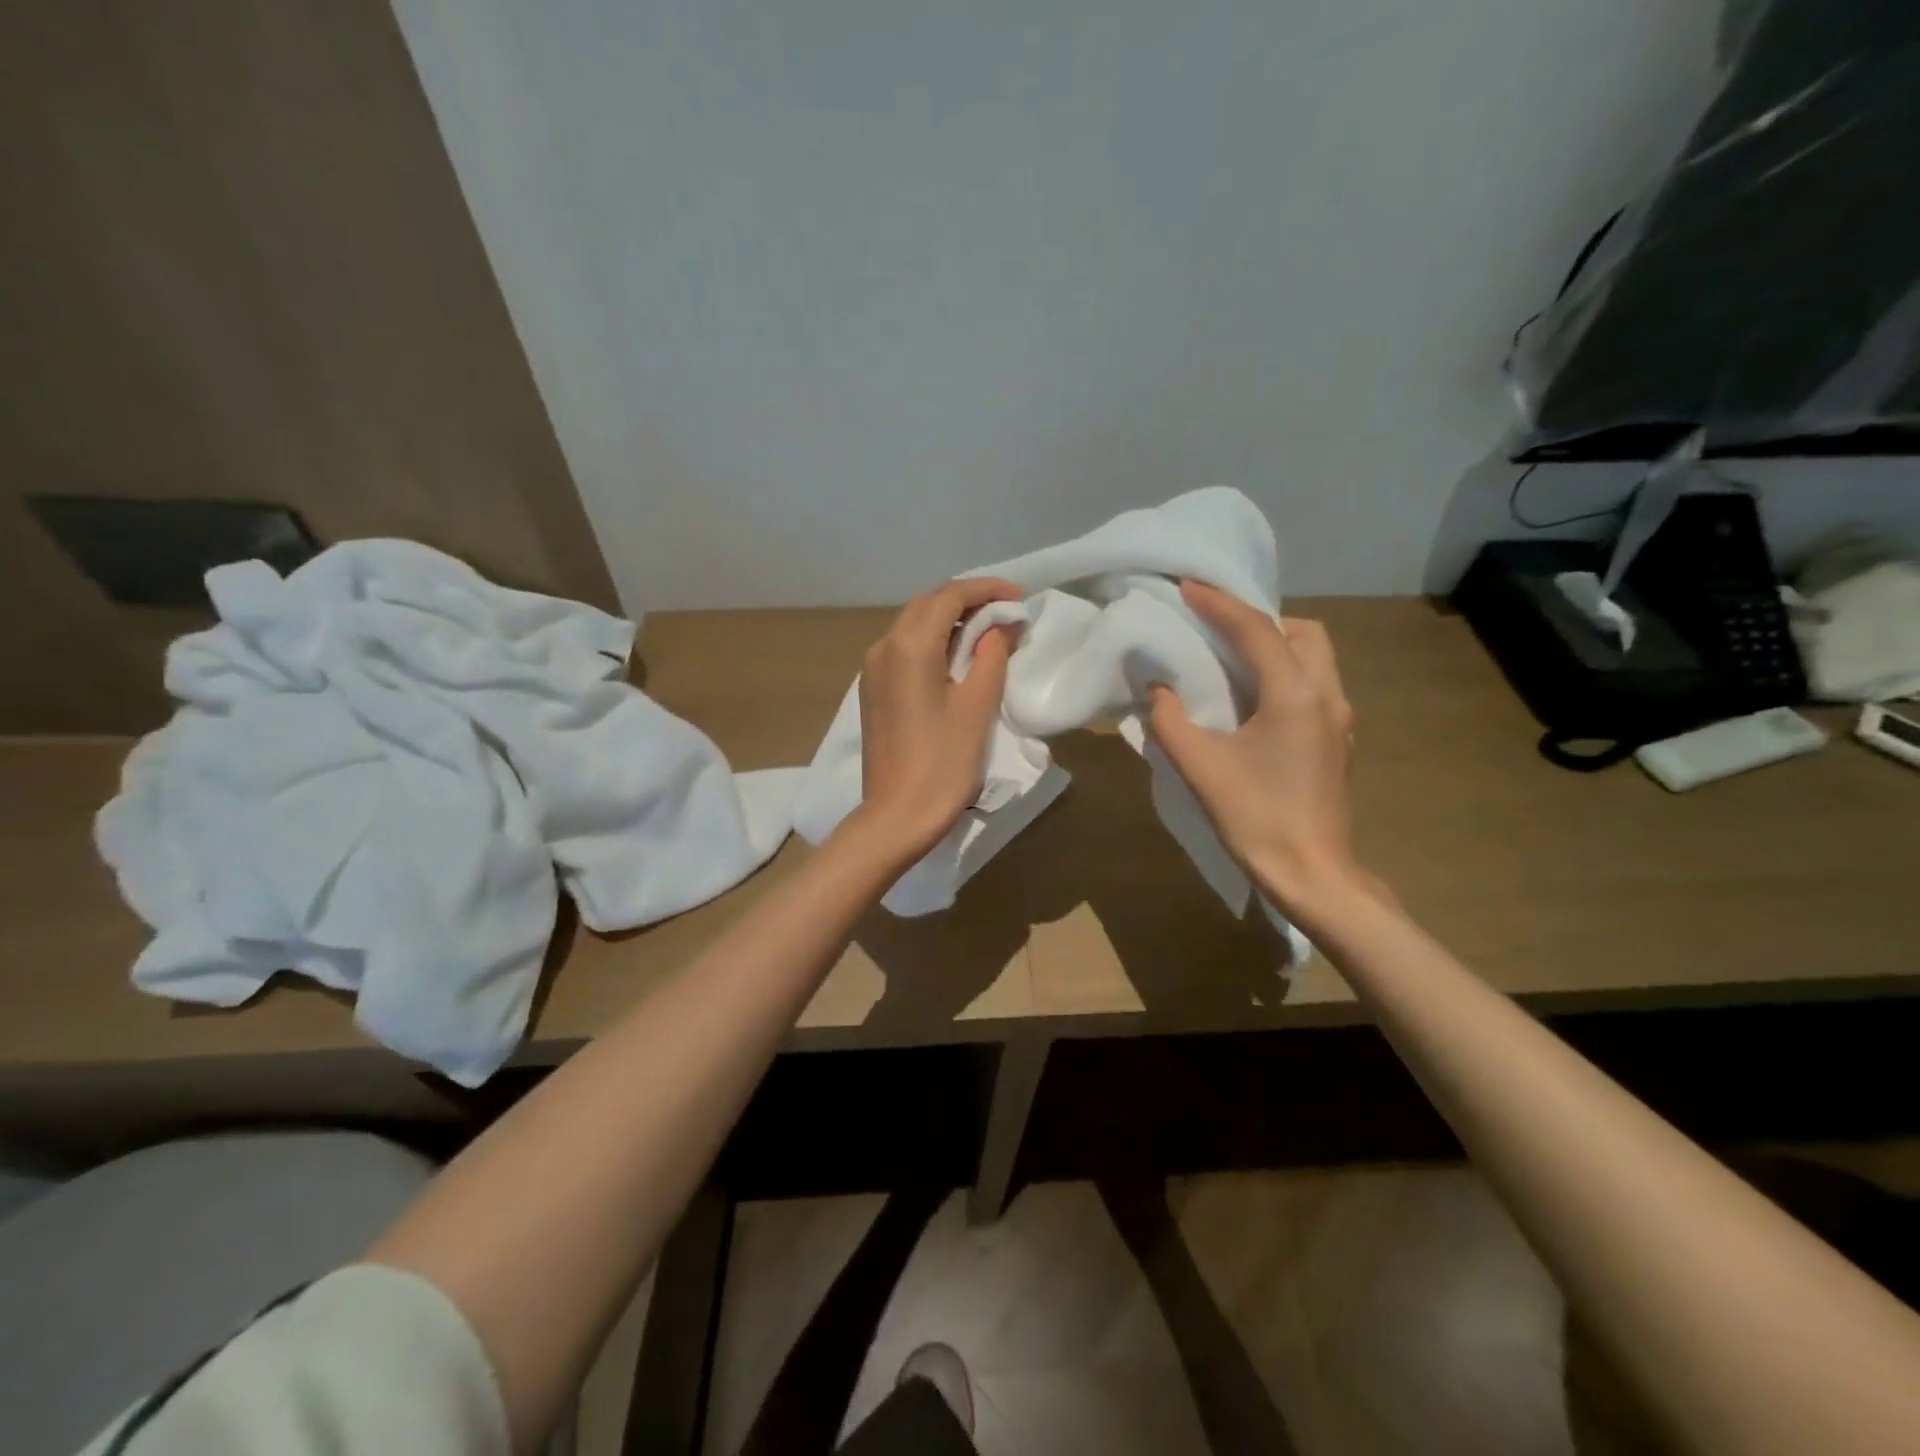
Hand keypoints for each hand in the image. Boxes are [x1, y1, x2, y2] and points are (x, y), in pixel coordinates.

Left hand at [854, 578, 1022, 857]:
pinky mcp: (872, 690)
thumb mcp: (977, 705)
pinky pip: (903, 649)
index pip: (950, 596)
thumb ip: (990, 655)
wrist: (897, 815)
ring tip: (986, 632)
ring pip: (912, 625)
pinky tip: (955, 657)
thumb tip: (1001, 625)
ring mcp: (872, 669)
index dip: (986, 590)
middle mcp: (883, 646)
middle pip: (927, 605)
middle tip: (1006, 612)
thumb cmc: (943, 762)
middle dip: (967, 600)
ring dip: (948, 620)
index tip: (1019, 597)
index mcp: (909, 646)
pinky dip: (931, 641)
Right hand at [1148, 581, 1374, 914]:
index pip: (1256, 630)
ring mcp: (1339, 718)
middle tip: (1217, 628)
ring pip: (1315, 656)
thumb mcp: (1200, 768)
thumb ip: (1171, 720)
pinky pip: (1314, 683)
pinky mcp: (1338, 740)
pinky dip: (1285, 671)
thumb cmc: (1256, 818)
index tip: (1187, 586)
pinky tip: (1253, 699)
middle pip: (1302, 632)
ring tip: (1232, 658)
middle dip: (1259, 619)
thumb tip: (1159, 690)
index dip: (1219, 604)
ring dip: (1276, 644)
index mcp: (1294, 695)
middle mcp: (1326, 695)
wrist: (1312, 873)